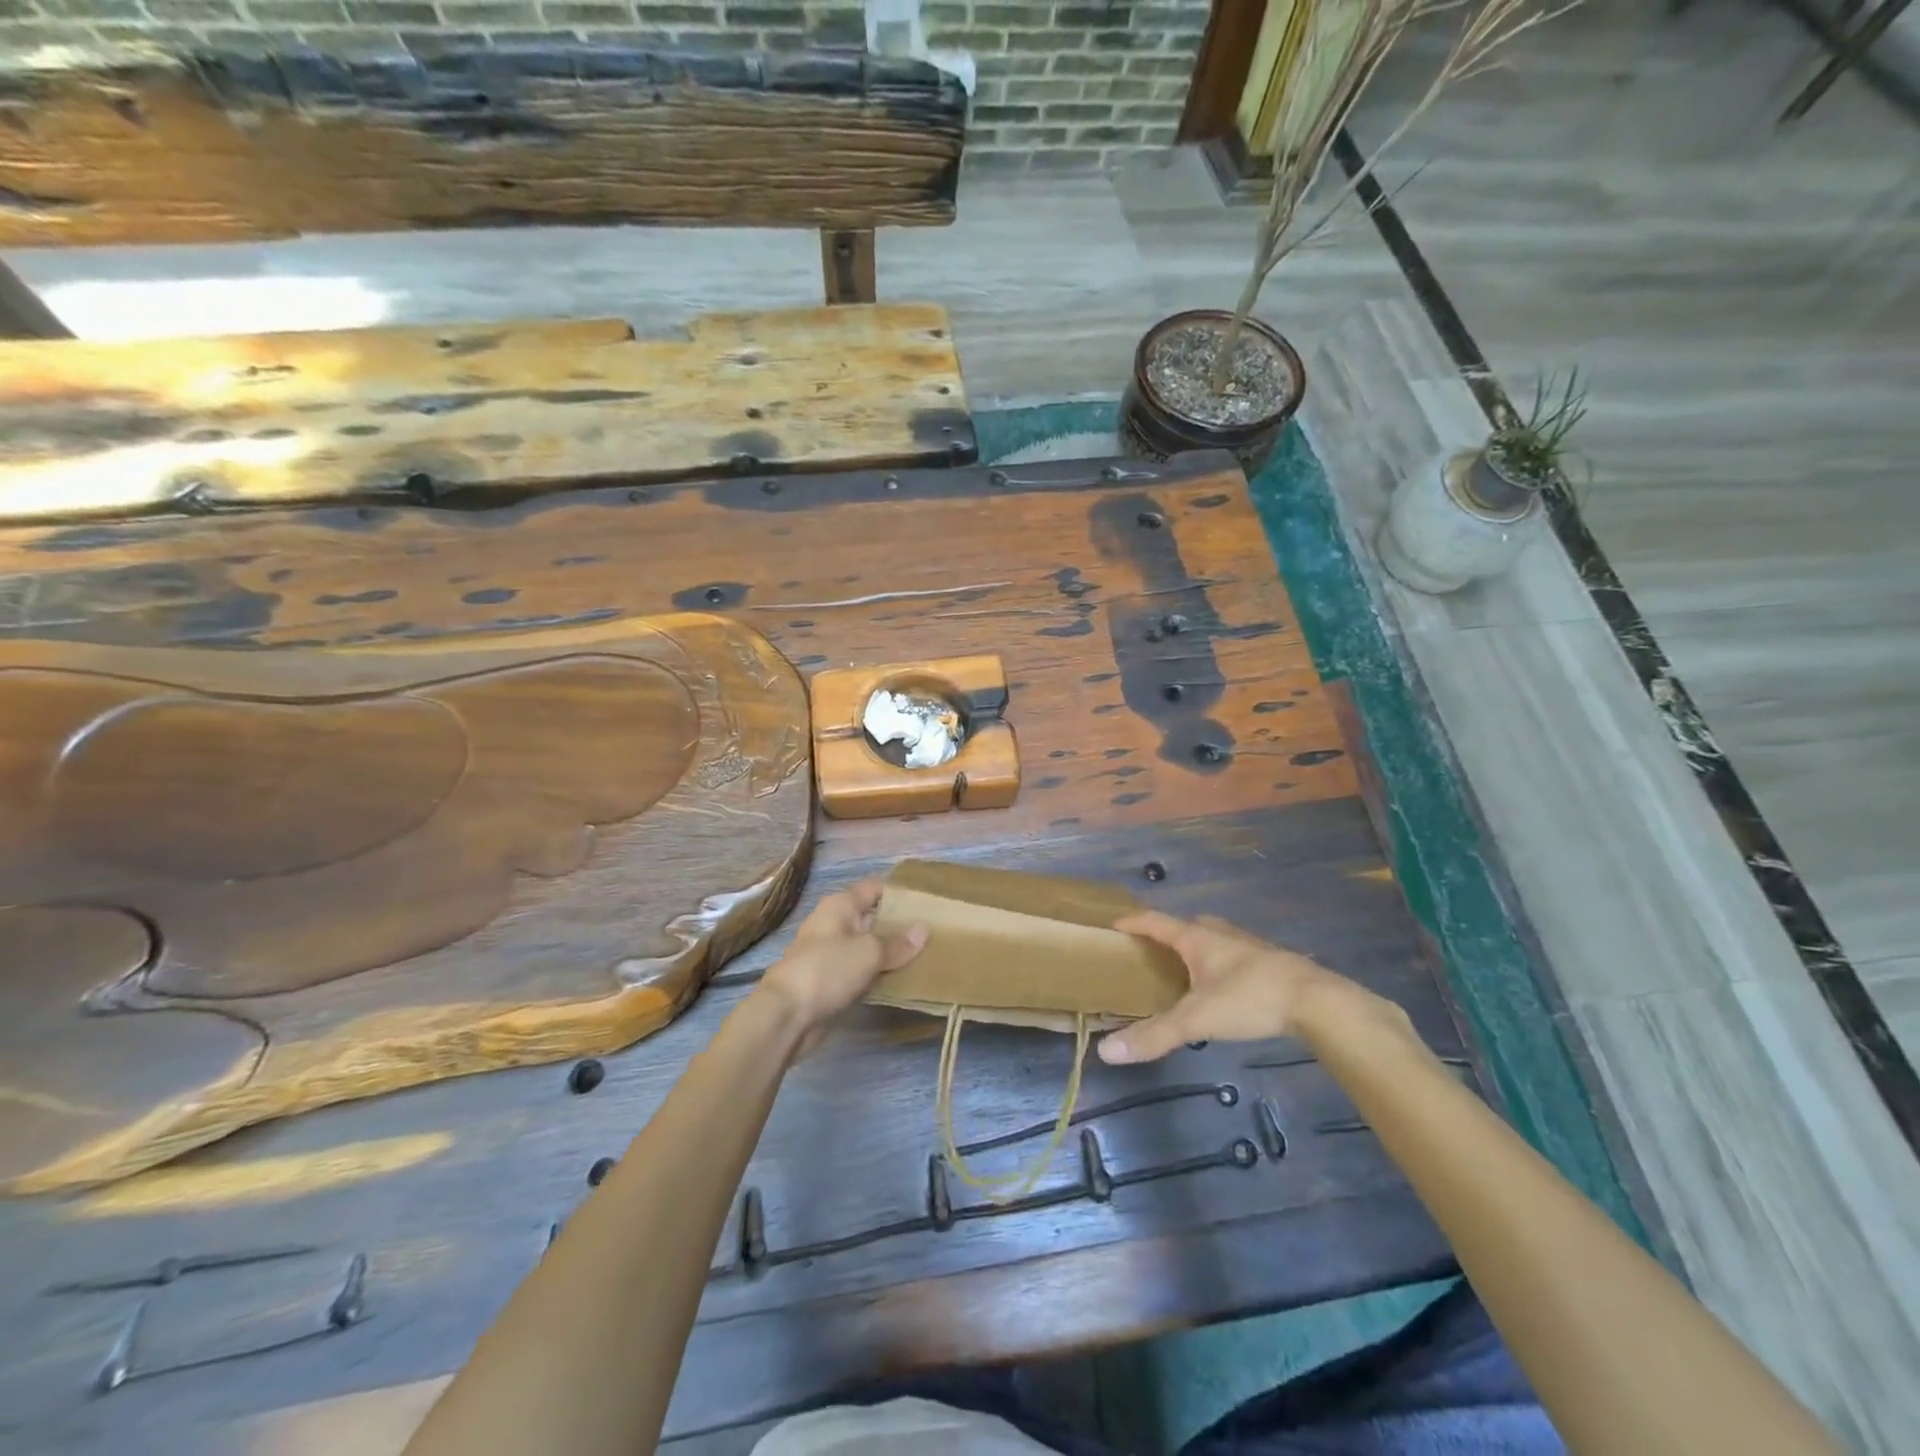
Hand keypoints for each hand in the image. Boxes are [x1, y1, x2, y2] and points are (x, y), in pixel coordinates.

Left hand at [757, 879, 927, 1043]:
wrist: (786, 1016)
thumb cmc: (827, 970)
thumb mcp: (869, 952)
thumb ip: (898, 943)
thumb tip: (923, 929)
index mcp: (840, 906)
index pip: (874, 888)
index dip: (899, 892)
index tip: (927, 901)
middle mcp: (834, 924)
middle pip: (872, 917)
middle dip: (899, 924)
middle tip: (933, 931)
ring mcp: (831, 954)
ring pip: (867, 947)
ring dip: (890, 952)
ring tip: (925, 955)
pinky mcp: (830, 981)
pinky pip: (861, 971)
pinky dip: (878, 974)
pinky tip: (901, 980)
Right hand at [1098, 911, 1356, 1064]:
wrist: (1318, 1002)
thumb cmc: (1250, 999)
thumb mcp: (1197, 1020)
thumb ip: (1155, 1035)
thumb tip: (1107, 1052)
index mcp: (1197, 938)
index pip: (1156, 921)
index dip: (1134, 922)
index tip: (1114, 925)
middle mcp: (1221, 935)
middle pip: (1187, 926)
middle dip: (1167, 935)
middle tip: (1151, 952)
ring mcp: (1249, 947)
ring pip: (1214, 939)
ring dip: (1196, 948)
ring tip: (1184, 970)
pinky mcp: (1271, 964)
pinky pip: (1234, 956)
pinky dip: (1220, 964)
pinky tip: (1223, 988)